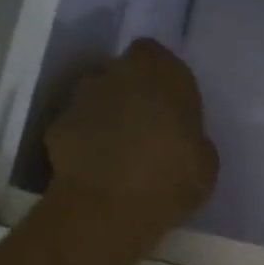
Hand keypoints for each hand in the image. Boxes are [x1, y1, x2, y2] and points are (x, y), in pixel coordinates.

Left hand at [44, 39, 218, 234]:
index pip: (157, 56)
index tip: (170, 106)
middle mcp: (119, 72)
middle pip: (125, 73)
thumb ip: (192, 137)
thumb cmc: (172, 180)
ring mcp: (83, 97)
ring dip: (108, 114)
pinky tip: (98, 168)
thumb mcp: (206, 162)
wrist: (107, 208)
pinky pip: (78, 126)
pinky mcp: (57, 124)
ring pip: (99, 96)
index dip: (162, 78)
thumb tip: (182, 139)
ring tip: (121, 150)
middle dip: (133, 93)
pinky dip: (86, 140)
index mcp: (164, 73)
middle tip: (147, 127)